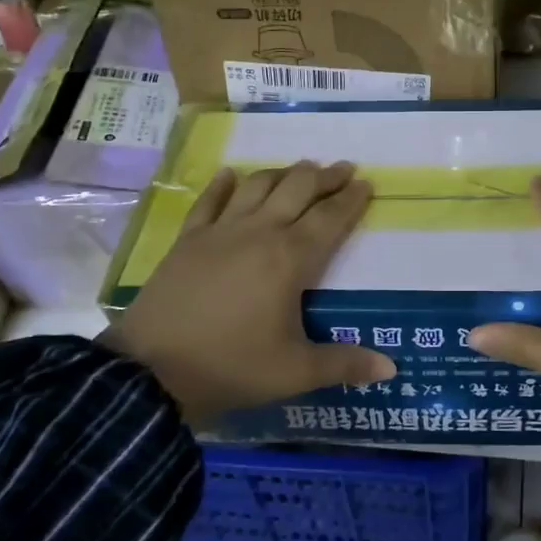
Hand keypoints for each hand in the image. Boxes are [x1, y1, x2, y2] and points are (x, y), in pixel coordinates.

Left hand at [107, 161, 396, 424]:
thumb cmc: (230, 366)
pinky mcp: (188, 240)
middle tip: (342, 169)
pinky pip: (209, 201)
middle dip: (324, 176)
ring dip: (283, 172)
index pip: (330, 218)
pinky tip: (231, 174)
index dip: (351, 199)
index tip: (366, 183)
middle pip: (297, 189)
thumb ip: (344, 364)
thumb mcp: (294, 372)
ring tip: (300, 168)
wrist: (150, 371)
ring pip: (258, 186)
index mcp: (290, 259)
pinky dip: (223, 184)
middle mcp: (259, 232)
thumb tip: (390, 368)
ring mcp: (220, 232)